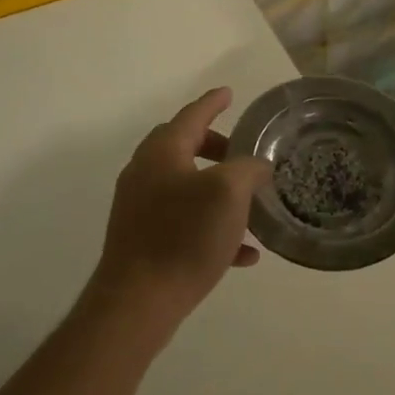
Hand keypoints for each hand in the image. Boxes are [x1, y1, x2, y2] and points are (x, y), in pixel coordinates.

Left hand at [86, 88, 272, 341]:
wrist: (137, 301)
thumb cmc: (184, 236)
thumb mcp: (228, 193)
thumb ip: (248, 169)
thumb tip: (257, 165)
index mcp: (163, 152)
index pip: (193, 115)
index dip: (213, 102)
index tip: (228, 93)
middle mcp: (145, 172)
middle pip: (184, 147)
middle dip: (216, 148)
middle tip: (242, 156)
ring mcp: (139, 207)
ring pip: (186, 186)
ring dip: (218, 191)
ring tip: (249, 208)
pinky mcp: (141, 238)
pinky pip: (183, 221)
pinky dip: (211, 226)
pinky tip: (242, 253)